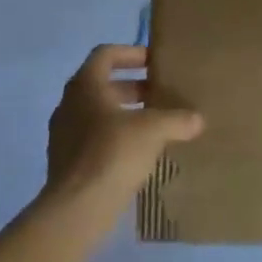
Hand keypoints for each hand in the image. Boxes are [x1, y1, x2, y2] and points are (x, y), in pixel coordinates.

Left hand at [44, 45, 203, 215]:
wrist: (77, 208)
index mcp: (85, 85)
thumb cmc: (112, 153)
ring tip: (154, 126)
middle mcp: (69, 104)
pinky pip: (93, 140)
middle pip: (103, 85)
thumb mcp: (153, 130)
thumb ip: (177, 119)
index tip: (154, 62)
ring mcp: (64, 135)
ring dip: (125, 114)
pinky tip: (139, 154)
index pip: (106, 54)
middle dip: (133, 87)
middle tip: (161, 95)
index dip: (131, 53)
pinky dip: (116, 139)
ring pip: (98, 114)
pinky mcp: (66, 163)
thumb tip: (197, 119)